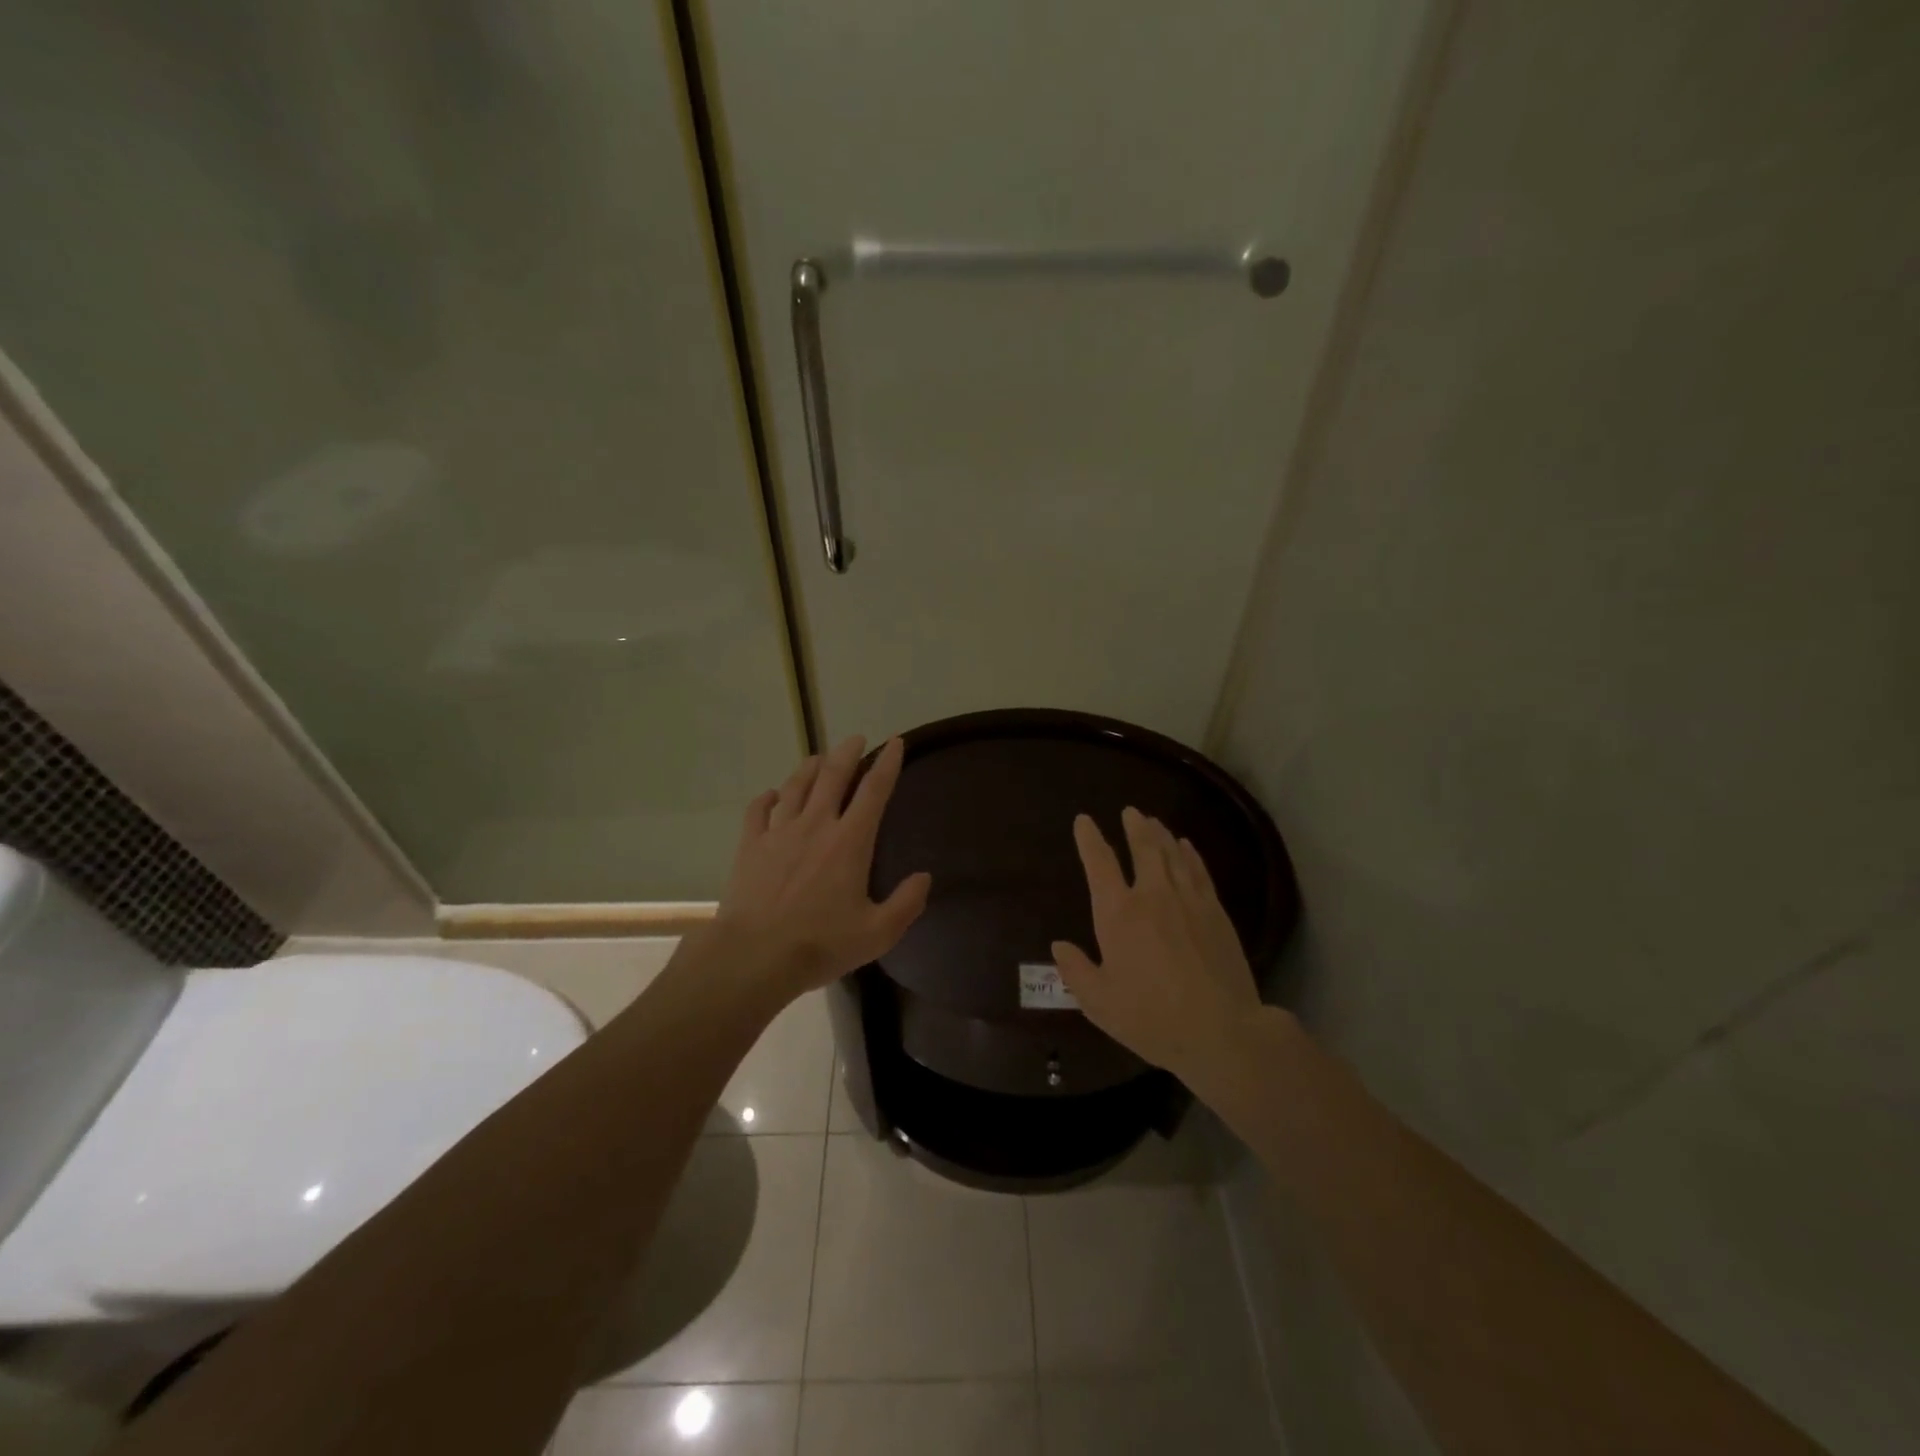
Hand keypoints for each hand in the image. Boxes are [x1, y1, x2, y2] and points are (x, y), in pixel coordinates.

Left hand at [710, 735, 931, 1000]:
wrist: (755, 955)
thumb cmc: (821, 944)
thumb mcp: (877, 933)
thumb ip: (906, 903)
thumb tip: (924, 877)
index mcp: (850, 841)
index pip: (874, 791)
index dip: (887, 764)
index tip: (895, 742)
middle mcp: (816, 825)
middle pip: (833, 776)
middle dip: (847, 753)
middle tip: (855, 738)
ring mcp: (779, 832)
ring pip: (796, 786)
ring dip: (809, 768)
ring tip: (818, 758)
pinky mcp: (750, 846)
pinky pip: (759, 811)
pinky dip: (767, 798)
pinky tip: (772, 794)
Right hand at [1051, 807, 1262, 1085]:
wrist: (1221, 1031)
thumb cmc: (1151, 1018)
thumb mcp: (1099, 1003)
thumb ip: (1076, 970)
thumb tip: (1058, 945)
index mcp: (1118, 913)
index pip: (1100, 864)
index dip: (1090, 839)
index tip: (1084, 821)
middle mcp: (1152, 895)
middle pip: (1143, 848)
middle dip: (1134, 827)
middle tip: (1130, 811)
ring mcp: (1188, 900)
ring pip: (1172, 854)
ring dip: (1161, 835)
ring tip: (1154, 821)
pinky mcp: (1216, 912)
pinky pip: (1199, 871)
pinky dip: (1190, 854)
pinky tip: (1187, 847)